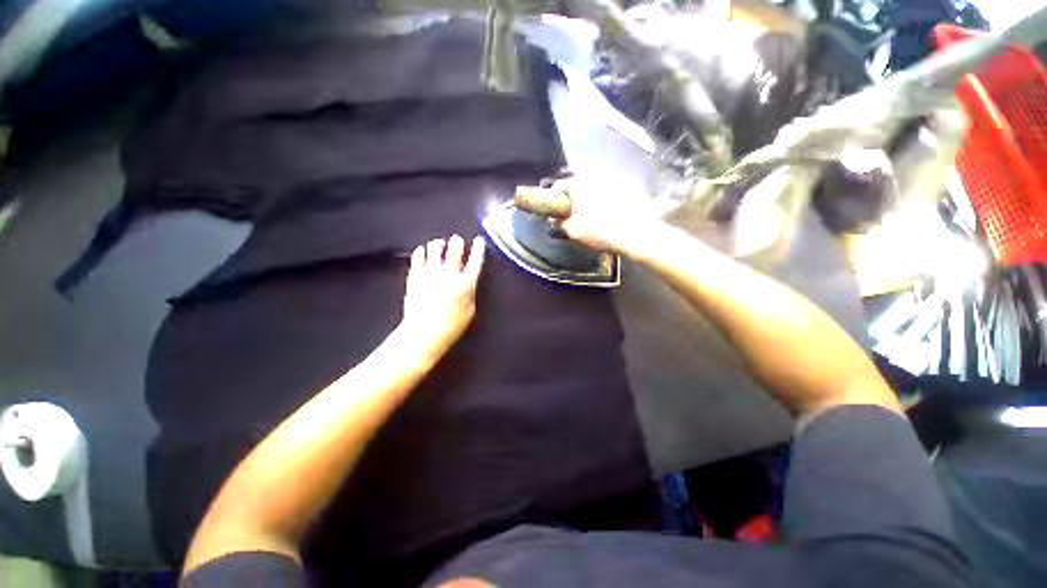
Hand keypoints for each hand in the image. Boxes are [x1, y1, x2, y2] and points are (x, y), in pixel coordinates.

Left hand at [398, 235, 485, 360]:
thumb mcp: (469, 311)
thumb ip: (470, 292)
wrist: (423, 333)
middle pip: (454, 250)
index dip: (479, 249)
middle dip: (457, 242)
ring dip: (438, 244)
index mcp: (465, 284)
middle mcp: (448, 274)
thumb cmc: (451, 326)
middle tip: (457, 239)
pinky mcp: (415, 276)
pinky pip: (417, 257)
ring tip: (439, 243)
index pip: (475, 261)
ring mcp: (430, 273)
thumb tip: (469, 281)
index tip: (479, 241)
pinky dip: (421, 252)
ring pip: (434, 249)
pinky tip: (422, 251)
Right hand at [551, 178, 662, 255]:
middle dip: (572, 200)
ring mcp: (614, 182)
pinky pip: (609, 194)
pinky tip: (607, 218)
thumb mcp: (572, 231)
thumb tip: (555, 218)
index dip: (552, 200)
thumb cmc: (600, 233)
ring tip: (590, 219)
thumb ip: (559, 222)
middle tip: (572, 218)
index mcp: (578, 184)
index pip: (558, 186)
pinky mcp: (629, 190)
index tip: (554, 213)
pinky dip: (605, 203)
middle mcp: (595, 177)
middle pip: (577, 186)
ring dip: (589, 201)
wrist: (637, 236)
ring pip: (593, 189)